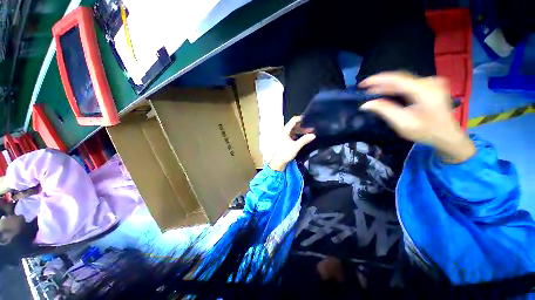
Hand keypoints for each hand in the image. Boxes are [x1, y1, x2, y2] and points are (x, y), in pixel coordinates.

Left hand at [269, 116, 315, 170]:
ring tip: (309, 133)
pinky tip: (303, 137)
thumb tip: (313, 135)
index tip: (308, 118)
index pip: (293, 120)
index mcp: (284, 131)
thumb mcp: (296, 146)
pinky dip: (298, 134)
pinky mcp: (284, 139)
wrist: (278, 161)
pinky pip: (292, 134)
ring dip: (301, 131)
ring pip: (293, 130)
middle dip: (303, 126)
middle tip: (311, 128)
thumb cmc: (285, 153)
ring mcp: (283, 135)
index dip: (301, 118)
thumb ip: (304, 140)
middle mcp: (283, 131)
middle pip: (294, 125)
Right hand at [359, 72, 474, 162]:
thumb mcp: (402, 123)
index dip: (377, 79)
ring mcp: (432, 83)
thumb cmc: (426, 131)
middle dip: (381, 83)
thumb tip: (366, 104)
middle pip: (400, 78)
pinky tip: (387, 93)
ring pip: (403, 81)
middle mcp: (429, 82)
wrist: (447, 136)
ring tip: (372, 92)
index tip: (362, 84)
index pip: (396, 78)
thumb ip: (384, 110)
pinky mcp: (431, 87)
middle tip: (365, 90)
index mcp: (424, 90)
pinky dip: (396, 88)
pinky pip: (409, 84)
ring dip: (387, 86)